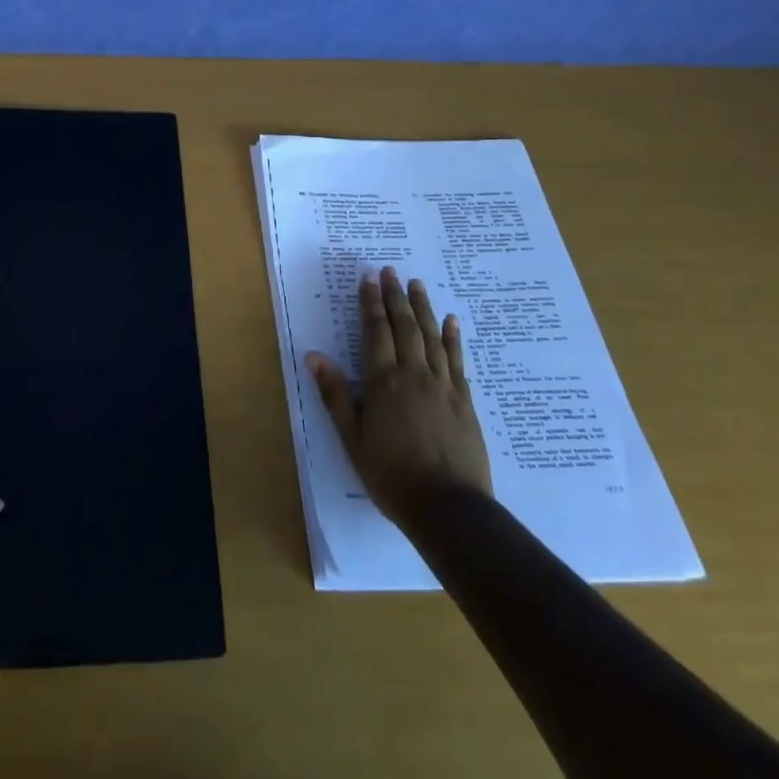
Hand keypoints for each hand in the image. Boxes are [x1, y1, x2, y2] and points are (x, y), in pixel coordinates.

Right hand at [306, 268, 491, 528]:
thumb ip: (334, 394)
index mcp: (383, 381)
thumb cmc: (390, 475)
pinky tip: (452, 321)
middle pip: (405, 326)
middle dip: (396, 296)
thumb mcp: (352, 438)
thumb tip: (313, 355)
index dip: (371, 303)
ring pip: (432, 336)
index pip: (375, 331)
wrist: (448, 508)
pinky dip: (453, 337)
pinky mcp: (465, 401)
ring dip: (423, 307)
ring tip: (417, 284)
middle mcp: (413, 374)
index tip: (369, 278)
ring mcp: (443, 385)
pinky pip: (458, 359)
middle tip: (391, 271)